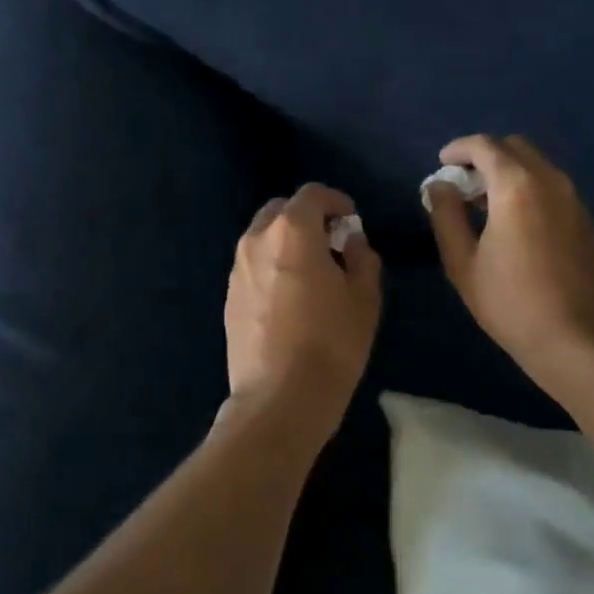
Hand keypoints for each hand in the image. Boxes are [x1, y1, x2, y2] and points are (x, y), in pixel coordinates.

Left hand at [225, 183, 381, 430]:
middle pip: (281, 210)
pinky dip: (272, 266)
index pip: (312, 194)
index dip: (336, 201)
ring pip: (262, 237)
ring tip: (311, 272)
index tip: (351, 221)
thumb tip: (351, 241)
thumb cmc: (331, 344)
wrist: (279, 398)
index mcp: (292, 232)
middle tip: (331, 243)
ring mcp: (237, 270)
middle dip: (307, 218)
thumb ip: (362, 258)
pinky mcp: (229, 297)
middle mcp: (257, 241)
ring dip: (287, 242)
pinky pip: (253, 266)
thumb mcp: (365, 299)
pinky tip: (290, 298)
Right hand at [426, 135, 593, 393]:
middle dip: (485, 157)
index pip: (485, 146)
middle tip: (462, 185)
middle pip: (515, 148)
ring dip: (508, 173)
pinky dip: (528, 189)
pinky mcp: (586, 221)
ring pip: (537, 166)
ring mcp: (574, 200)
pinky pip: (552, 187)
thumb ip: (446, 216)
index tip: (442, 163)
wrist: (578, 340)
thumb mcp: (463, 263)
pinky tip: (514, 224)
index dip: (459, 149)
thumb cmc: (510, 303)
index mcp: (516, 186)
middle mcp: (550, 181)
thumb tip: (439, 186)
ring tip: (484, 206)